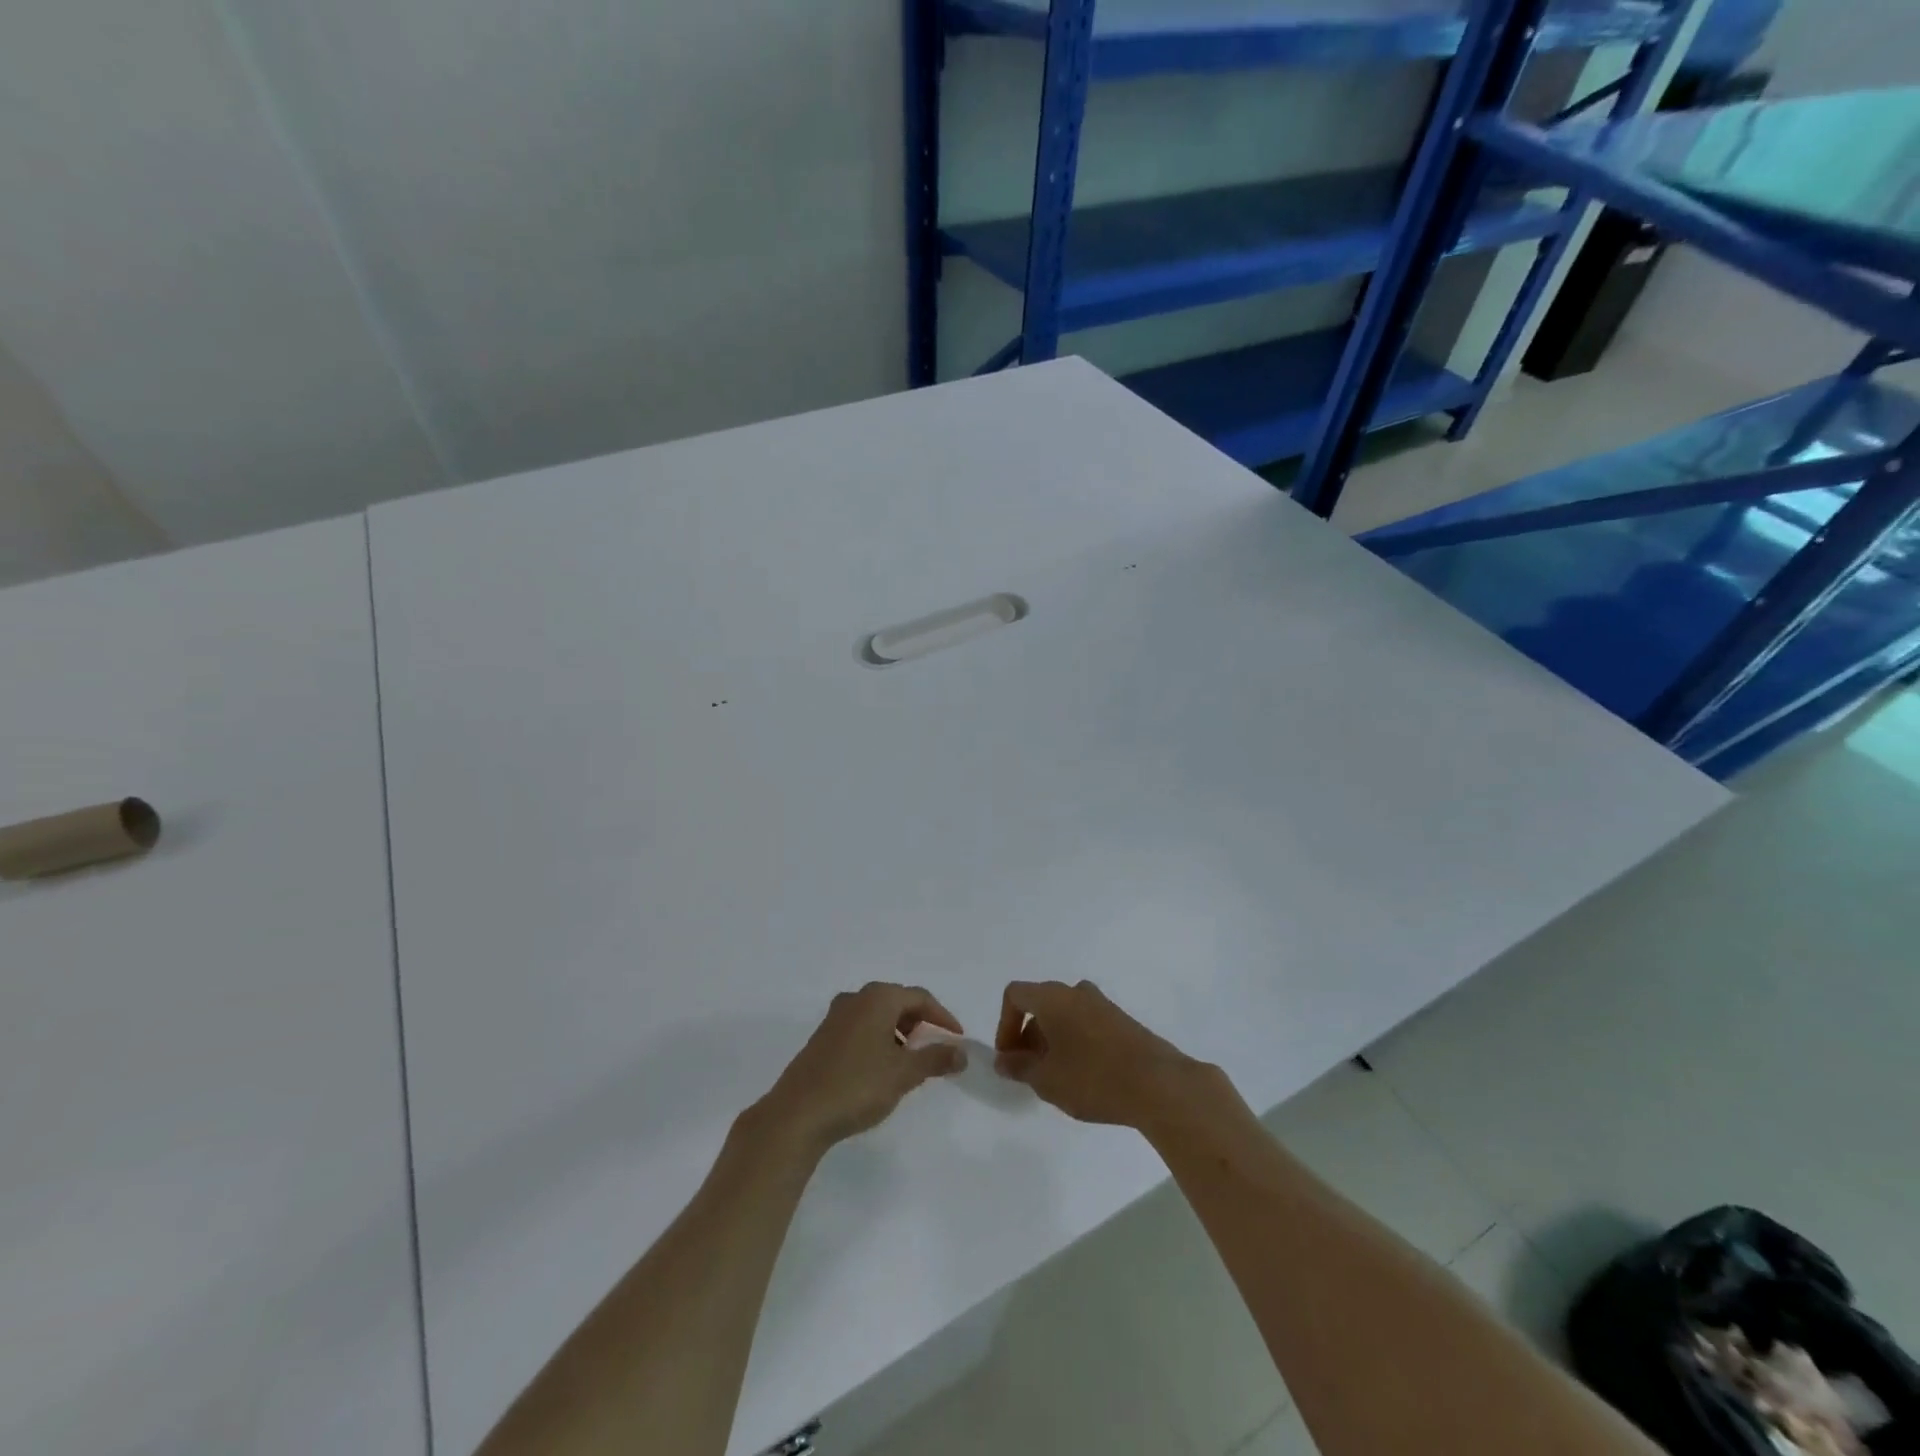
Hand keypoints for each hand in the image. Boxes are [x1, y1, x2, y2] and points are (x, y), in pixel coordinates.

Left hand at [754, 983, 965, 1153]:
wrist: (797, 1114)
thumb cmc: (857, 1085)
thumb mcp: (904, 1073)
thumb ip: (935, 1058)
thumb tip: (961, 1052)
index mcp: (878, 998)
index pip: (920, 998)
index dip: (942, 1017)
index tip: (957, 1039)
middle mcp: (856, 999)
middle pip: (898, 1002)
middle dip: (920, 1023)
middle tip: (934, 1047)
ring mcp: (835, 1017)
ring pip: (877, 1015)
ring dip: (898, 1032)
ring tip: (909, 1061)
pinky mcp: (822, 1038)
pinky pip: (861, 1028)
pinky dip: (878, 1040)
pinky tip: (880, 1068)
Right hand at [994, 979, 1203, 1127]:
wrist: (1158, 1084)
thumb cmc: (1092, 1077)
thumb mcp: (1046, 1079)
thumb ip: (1019, 1067)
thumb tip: (1004, 1061)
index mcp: (1053, 997)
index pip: (1015, 995)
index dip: (1004, 1025)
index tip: (1009, 1058)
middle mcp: (1077, 991)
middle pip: (1041, 1004)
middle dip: (1028, 1037)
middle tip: (1030, 1072)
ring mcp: (1103, 1005)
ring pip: (1065, 1015)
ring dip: (1052, 1041)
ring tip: (1057, 1079)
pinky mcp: (1123, 1021)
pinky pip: (1086, 1024)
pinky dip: (1075, 1043)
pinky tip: (1084, 1077)